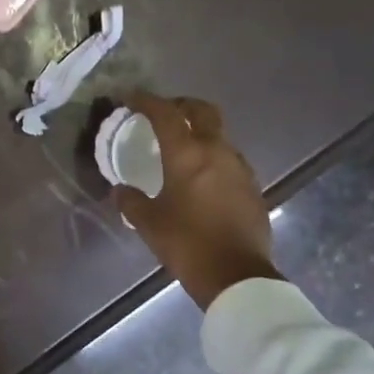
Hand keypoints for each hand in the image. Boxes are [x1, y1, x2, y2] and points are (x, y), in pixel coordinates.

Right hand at [113, 91, 279, 308]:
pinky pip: (229, 159)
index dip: (146, 100)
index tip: (131, 98)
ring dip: (200, 132)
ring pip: (219, 134)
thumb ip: (131, 201)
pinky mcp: (252, 187)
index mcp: (187, 154)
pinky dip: (213, 156)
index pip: (165, 113)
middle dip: (181, 106)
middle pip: (202, 111)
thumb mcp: (149, 223)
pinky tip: (202, 177)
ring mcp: (239, 168)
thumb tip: (121, 190)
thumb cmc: (187, 244)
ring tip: (182, 147)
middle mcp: (217, 151)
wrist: (237, 275)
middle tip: (163, 114)